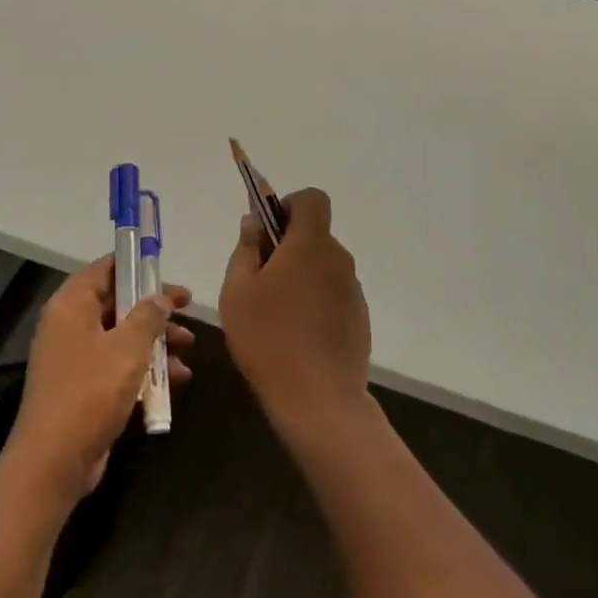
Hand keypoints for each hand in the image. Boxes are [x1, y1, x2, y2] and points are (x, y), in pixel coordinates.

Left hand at [5, 256, 192, 501]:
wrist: (54, 460)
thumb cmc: (91, 391)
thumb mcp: (128, 347)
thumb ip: (148, 316)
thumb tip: (160, 297)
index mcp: (71, 306)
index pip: (104, 269)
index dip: (135, 265)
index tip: (165, 267)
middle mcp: (69, 325)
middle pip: (116, 303)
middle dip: (154, 308)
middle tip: (188, 309)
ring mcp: (74, 358)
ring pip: (121, 336)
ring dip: (155, 340)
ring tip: (189, 348)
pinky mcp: (82, 387)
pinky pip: (117, 365)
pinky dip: (144, 367)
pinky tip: (175, 380)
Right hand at [219, 188, 371, 436]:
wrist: (318, 398)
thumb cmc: (268, 337)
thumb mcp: (237, 290)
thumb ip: (246, 249)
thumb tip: (254, 222)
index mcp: (310, 244)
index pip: (312, 199)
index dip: (289, 205)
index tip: (267, 233)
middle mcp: (338, 259)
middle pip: (316, 235)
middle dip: (289, 246)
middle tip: (259, 280)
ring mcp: (353, 290)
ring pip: (324, 267)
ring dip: (302, 276)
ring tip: (275, 313)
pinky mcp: (359, 318)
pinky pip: (333, 294)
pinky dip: (316, 301)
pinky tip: (296, 335)